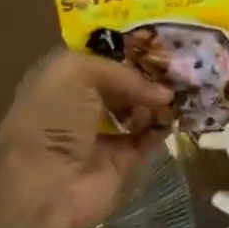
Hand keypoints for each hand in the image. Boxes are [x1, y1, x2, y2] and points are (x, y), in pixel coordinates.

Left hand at [0, 49, 174, 227]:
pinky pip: (150, 138)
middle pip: (124, 83)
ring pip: (140, 109)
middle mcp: (82, 104)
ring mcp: (103, 134)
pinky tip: (179, 113)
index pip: (102, 56)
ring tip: (185, 87)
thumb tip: (162, 92)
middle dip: (150, 74)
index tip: (163, 42)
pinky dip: (165, 127)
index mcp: (62, 79)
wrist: (43, 185)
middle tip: (182, 64)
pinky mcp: (122, 161)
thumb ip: (120, 72)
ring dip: (160, 100)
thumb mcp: (75, 72)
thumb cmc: (51, 118)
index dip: (130, 50)